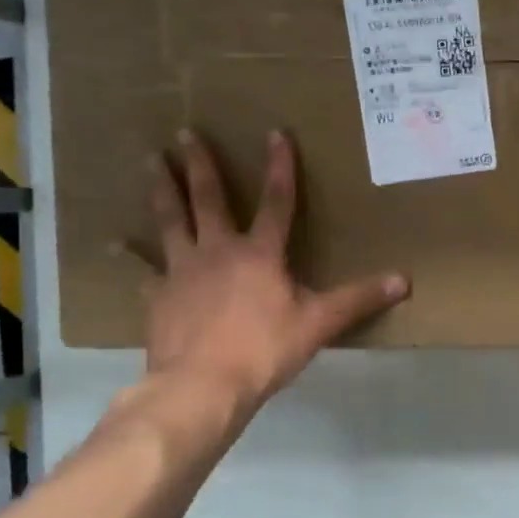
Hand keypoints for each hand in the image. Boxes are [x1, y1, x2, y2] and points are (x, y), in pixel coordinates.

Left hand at [129, 129, 407, 414]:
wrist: (201, 386)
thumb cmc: (264, 351)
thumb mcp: (319, 324)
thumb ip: (358, 300)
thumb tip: (403, 280)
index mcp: (260, 254)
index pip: (276, 202)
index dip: (280, 167)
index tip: (275, 132)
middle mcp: (217, 251)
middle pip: (209, 200)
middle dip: (200, 164)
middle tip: (185, 131)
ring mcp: (182, 271)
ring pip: (170, 221)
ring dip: (161, 190)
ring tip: (150, 161)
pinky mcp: (158, 296)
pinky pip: (143, 270)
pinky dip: (130, 257)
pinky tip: (114, 244)